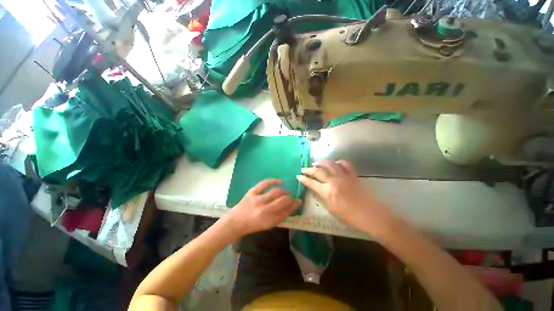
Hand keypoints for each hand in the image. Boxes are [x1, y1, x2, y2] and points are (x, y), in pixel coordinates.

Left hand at [223, 179, 300, 237]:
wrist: (235, 221)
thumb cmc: (253, 225)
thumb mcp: (267, 225)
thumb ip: (279, 217)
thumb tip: (290, 207)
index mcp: (268, 221)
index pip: (285, 212)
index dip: (294, 206)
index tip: (298, 201)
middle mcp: (263, 210)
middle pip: (282, 201)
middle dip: (289, 198)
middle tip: (291, 196)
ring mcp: (257, 199)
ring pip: (275, 192)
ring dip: (283, 191)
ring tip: (285, 191)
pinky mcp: (252, 192)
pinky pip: (264, 183)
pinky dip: (273, 181)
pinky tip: (279, 181)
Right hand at [297, 160, 392, 236]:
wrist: (371, 216)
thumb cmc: (350, 217)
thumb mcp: (331, 209)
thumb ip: (322, 196)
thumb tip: (316, 188)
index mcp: (328, 192)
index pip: (312, 183)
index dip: (304, 179)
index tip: (298, 176)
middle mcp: (334, 181)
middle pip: (318, 172)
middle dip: (308, 170)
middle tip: (303, 169)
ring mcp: (344, 176)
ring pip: (330, 164)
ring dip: (321, 163)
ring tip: (315, 164)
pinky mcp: (353, 175)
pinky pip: (345, 164)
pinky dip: (338, 162)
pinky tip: (335, 163)